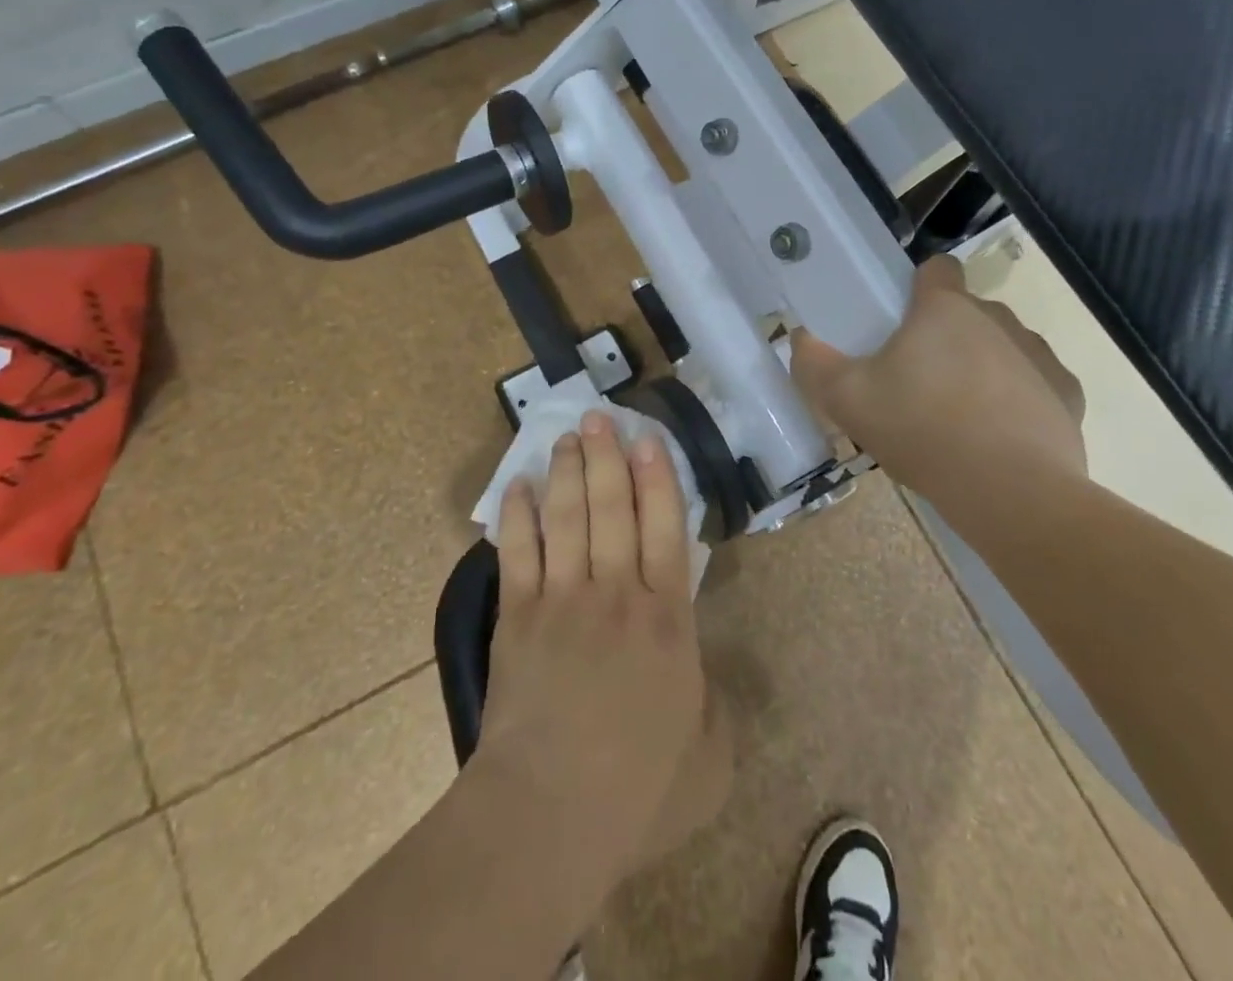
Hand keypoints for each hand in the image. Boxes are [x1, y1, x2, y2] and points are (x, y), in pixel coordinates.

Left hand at [474, 412, 728, 899]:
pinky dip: (516, 516)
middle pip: (612, 508)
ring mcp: (562, 600)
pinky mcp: (517, 617)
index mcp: (666, 621)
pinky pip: (517, 552)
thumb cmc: (637, 791)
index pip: (666, 530)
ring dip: (566, 472)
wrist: (549, 815)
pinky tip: (517, 486)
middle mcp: (616, 594)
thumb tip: (706, 677)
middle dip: (607, 457)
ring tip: (566, 436)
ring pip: (567, 517)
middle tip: (599, 417)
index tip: (649, 440)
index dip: (658, 479)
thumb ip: (716, 709)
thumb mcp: (710, 760)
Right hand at [791, 255, 1086, 510]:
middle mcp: (997, 318)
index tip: (903, 320)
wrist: (1011, 493)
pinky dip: (1019, 399)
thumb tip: (800, 338)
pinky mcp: (1067, 393)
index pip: (937, 268)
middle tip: (918, 381)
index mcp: (945, 309)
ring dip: (983, 364)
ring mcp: (1038, 354)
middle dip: (946, 335)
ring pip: (1003, 345)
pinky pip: (1036, 382)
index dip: (919, 286)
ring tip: (960, 414)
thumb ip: (814, 364)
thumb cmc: (922, 431)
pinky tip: (1001, 435)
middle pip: (967, 312)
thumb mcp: (847, 401)